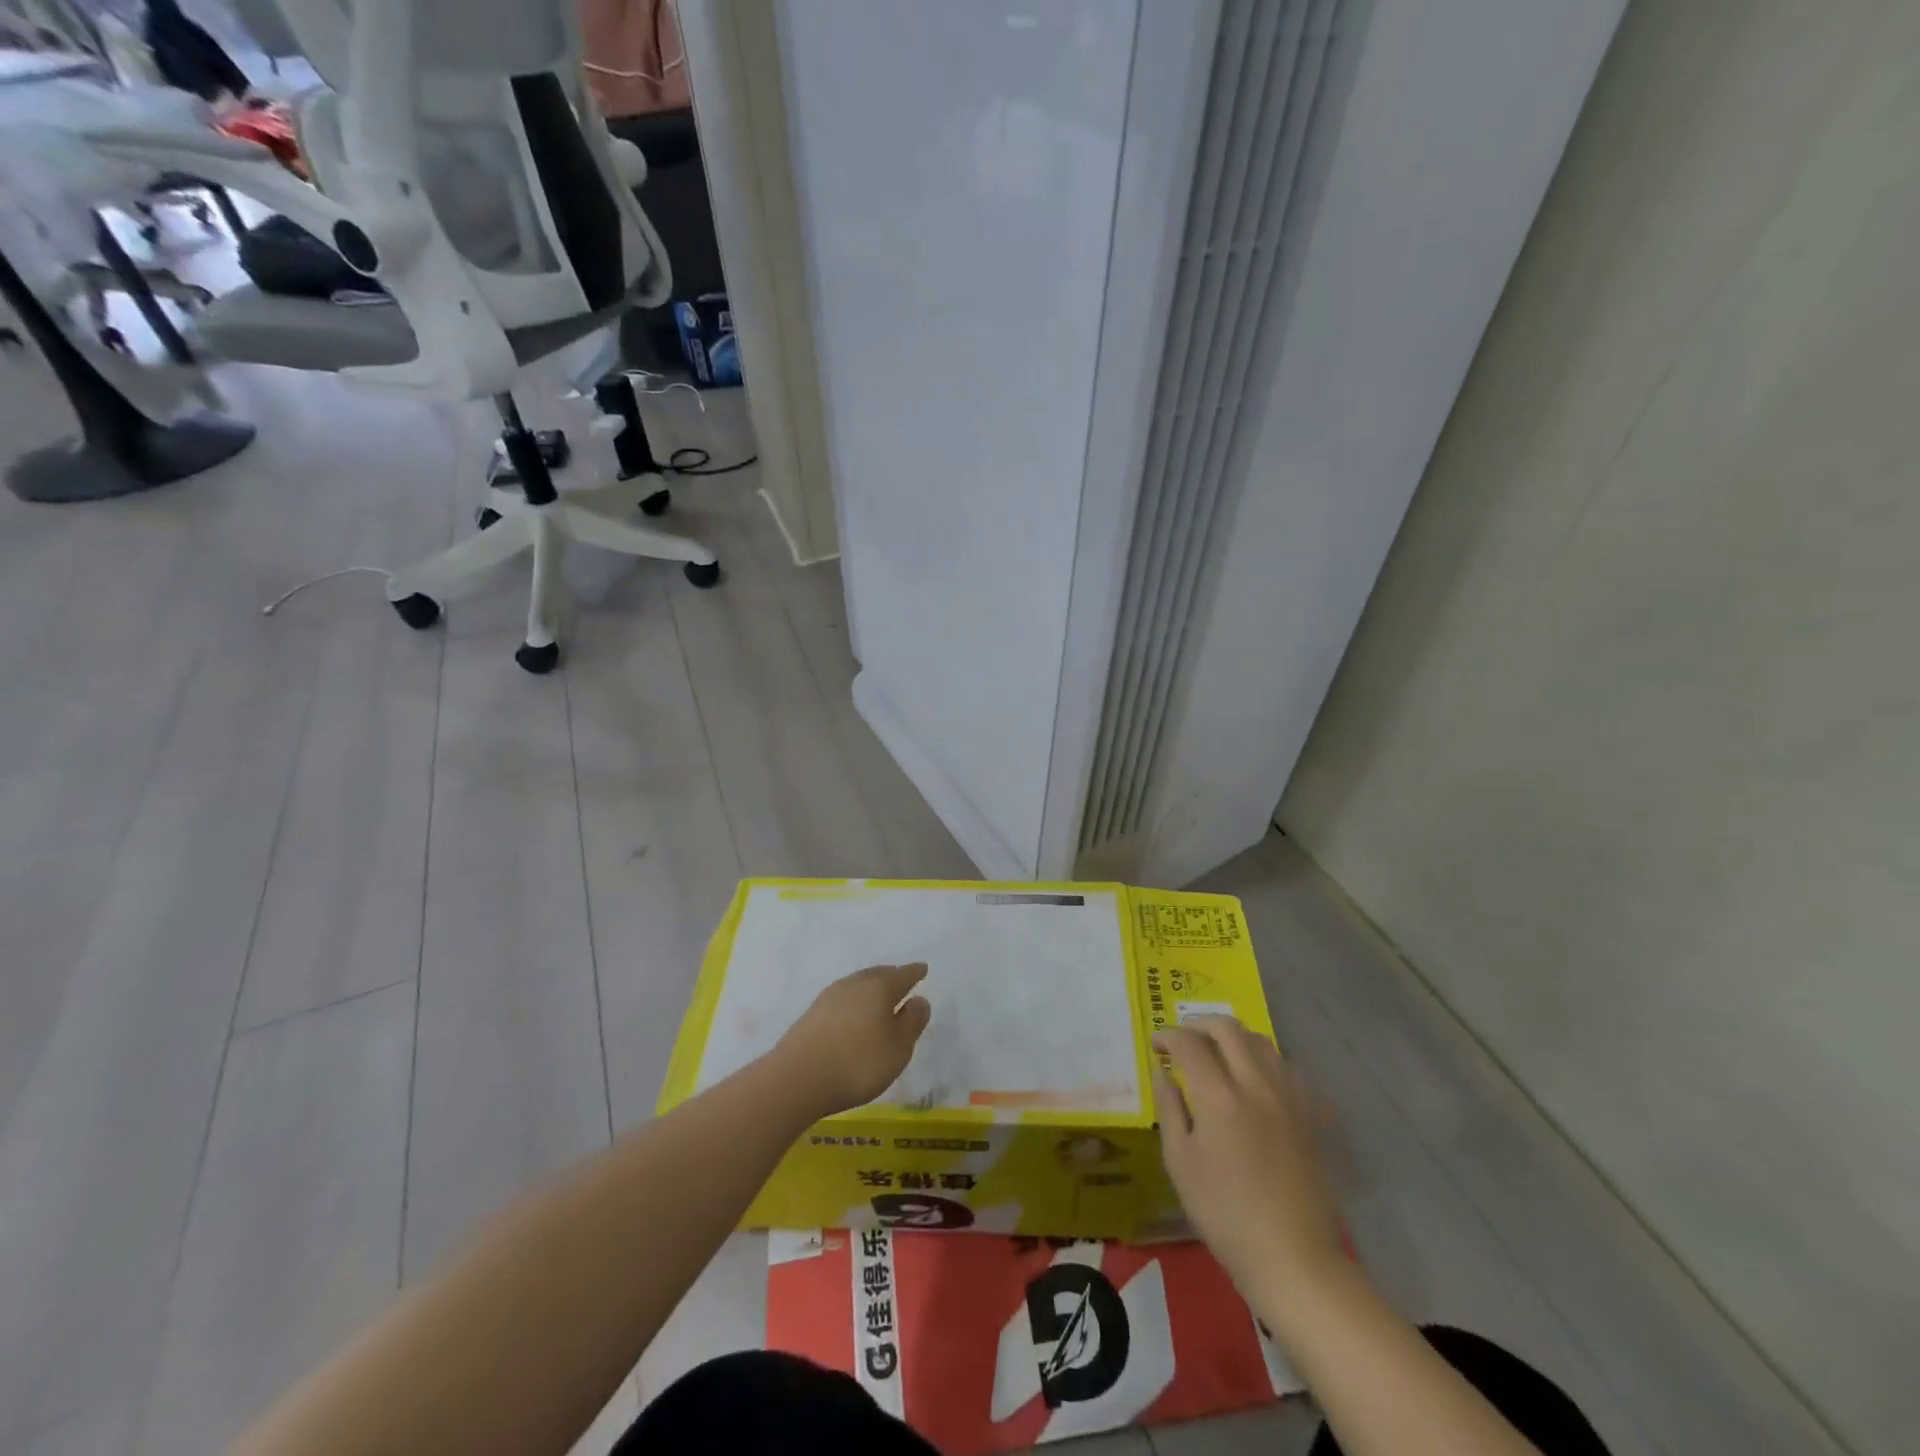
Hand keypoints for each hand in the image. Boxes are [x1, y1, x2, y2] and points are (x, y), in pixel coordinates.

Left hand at [773, 964, 932, 1118]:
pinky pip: (842, 998)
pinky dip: (854, 1001)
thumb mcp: (898, 1048)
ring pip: (858, 984)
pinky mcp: (812, 1013)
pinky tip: (853, 1013)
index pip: (903, 975)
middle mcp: (854, 984)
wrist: (796, 1078)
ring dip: (870, 987)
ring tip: (878, 996)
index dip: (915, 973)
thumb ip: (912, 1023)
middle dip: (892, 976)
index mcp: (879, 988)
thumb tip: (919, 1000)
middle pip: (878, 974)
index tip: (922, 969)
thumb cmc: (858, 1063)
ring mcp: (830, 997)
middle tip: (901, 979)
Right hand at [1154, 1016, 1343, 1300]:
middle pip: (1228, 1029)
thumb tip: (1162, 1073)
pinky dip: (1264, 1059)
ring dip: (1234, 1037)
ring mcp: (1288, 1098)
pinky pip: (1286, 1068)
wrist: (1293, 1258)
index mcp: (1219, 1097)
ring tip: (1217, 1052)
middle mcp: (1256, 1085)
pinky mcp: (1309, 1116)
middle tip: (1183, 1038)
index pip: (1189, 1044)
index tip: (1155, 1045)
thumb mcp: (1181, 1163)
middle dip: (1199, 1024)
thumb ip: (1169, 1109)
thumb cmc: (1225, 1214)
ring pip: (1262, 1042)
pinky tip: (1254, 1078)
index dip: (1167, 1036)